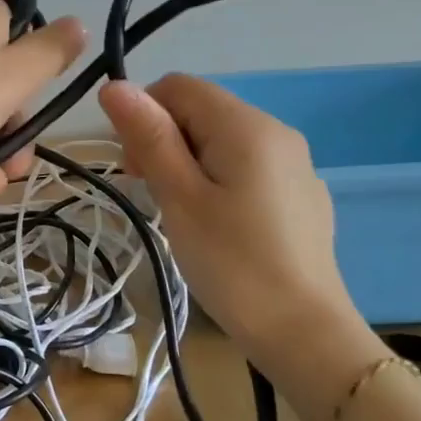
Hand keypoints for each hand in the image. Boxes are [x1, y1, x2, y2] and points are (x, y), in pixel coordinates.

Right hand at [99, 74, 368, 375]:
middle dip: (165, 140)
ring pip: (222, 139)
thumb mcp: (179, 197)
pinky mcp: (301, 194)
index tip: (135, 168)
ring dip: (189, 163)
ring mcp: (295, 164)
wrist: (305, 334)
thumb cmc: (232, 263)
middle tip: (153, 195)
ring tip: (183, 214)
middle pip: (201, 110)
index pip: (178, 87)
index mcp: (246, 126)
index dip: (144, 115)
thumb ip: (149, 136)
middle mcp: (276, 131)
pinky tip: (220, 226)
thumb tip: (115, 85)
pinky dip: (219, 180)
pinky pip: (247, 166)